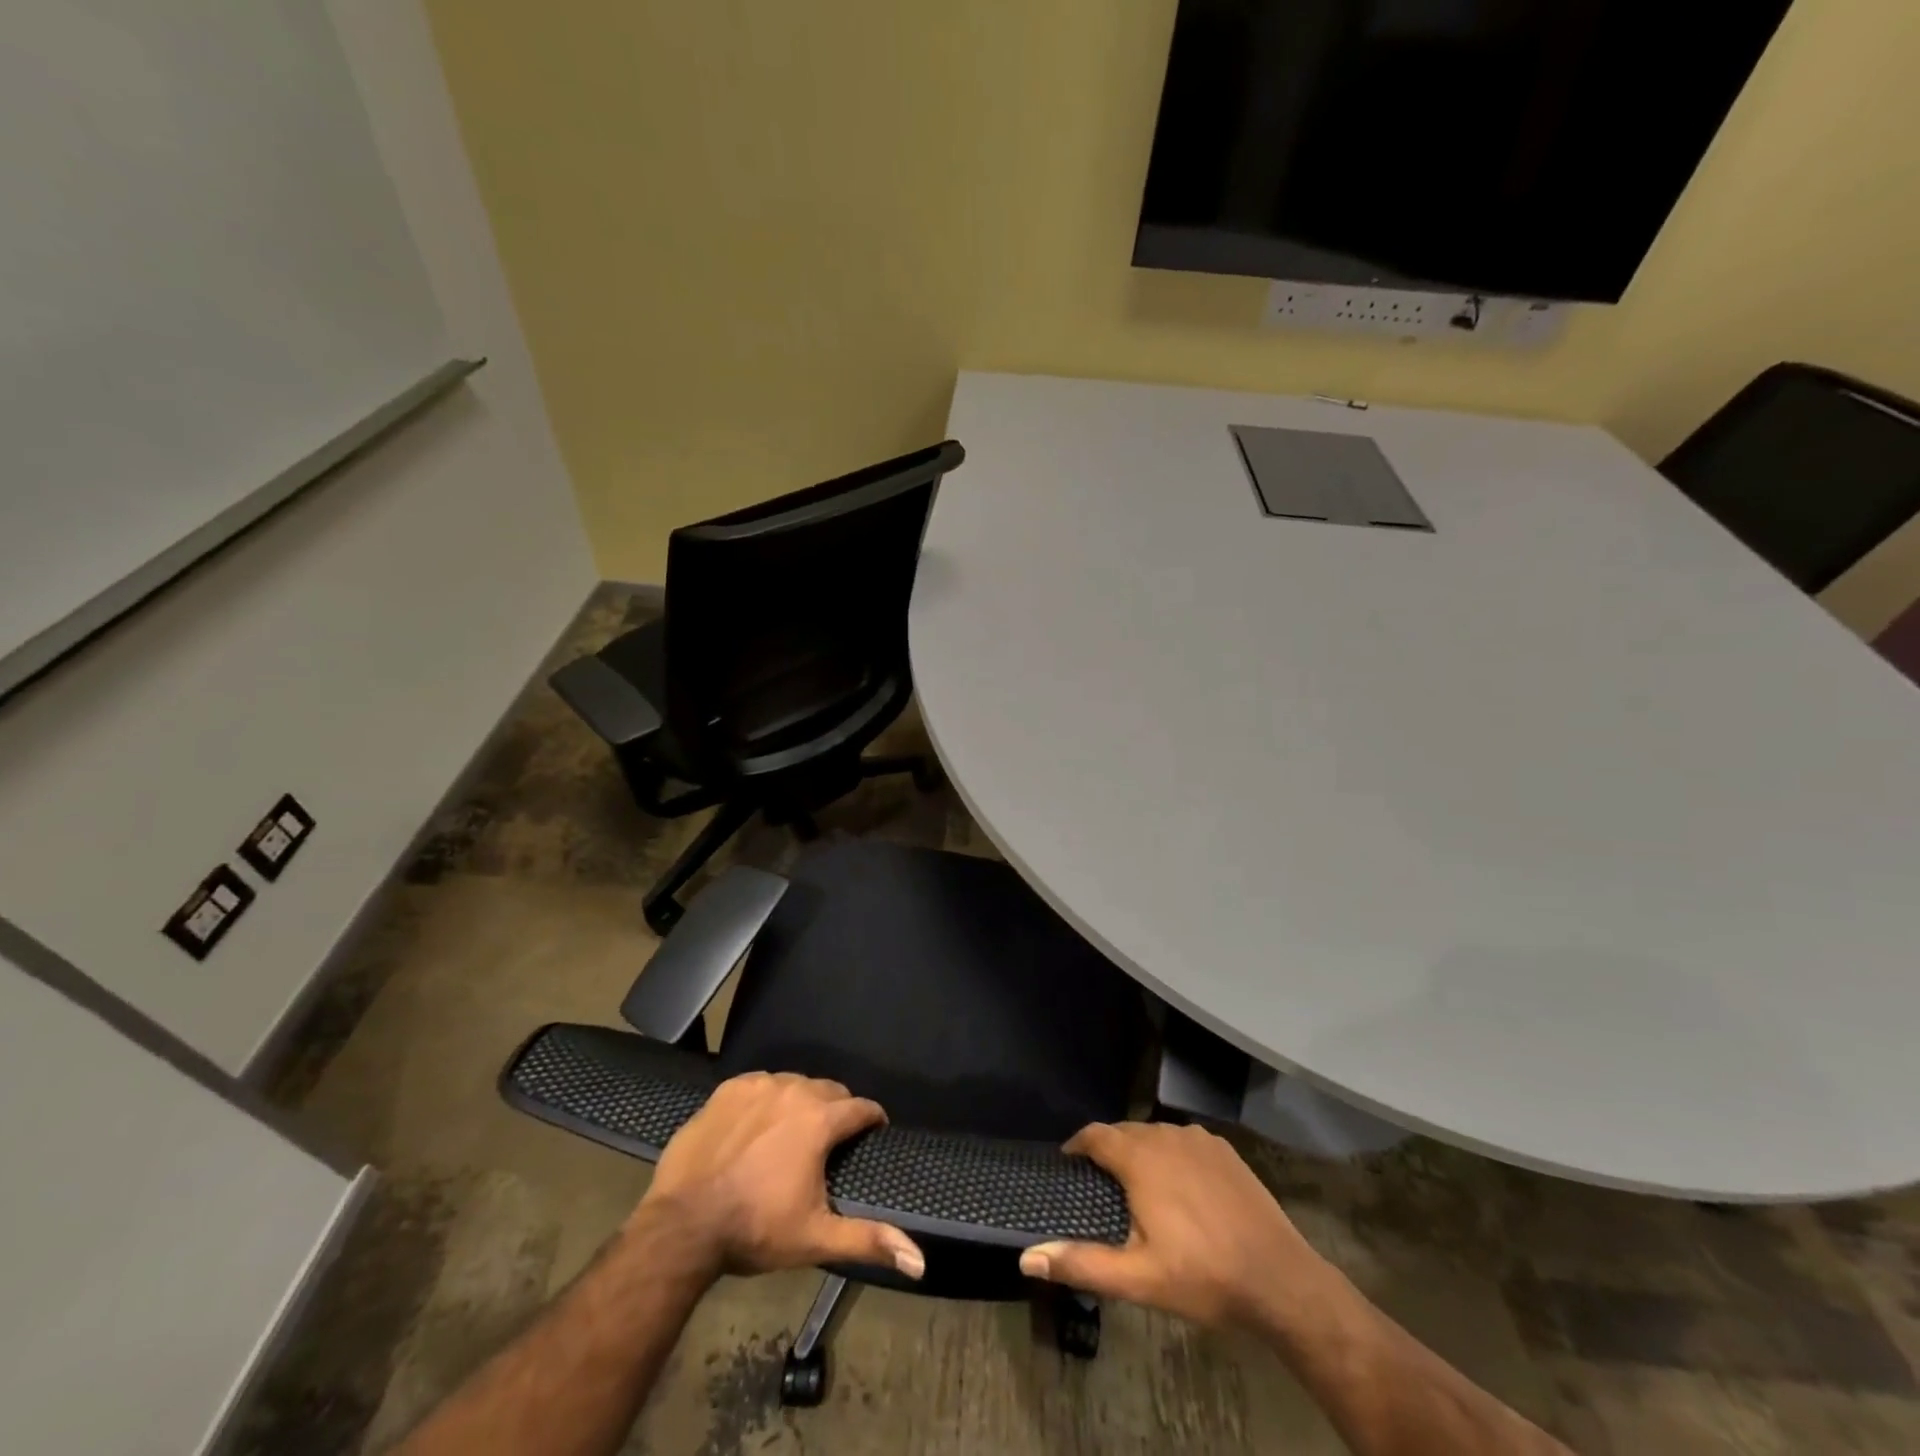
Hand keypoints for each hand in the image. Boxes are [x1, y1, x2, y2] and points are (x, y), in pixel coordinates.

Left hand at [634, 1071, 924, 1281]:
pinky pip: (760, 1085)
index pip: (861, 1107)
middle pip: (829, 1090)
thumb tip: (920, 1261)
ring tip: (794, 1132)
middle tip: (831, 1141)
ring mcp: (758, 1085)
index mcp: (820, 1120)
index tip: (875, 1133)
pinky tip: (758, 1126)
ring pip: (795, 1083)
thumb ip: (869, 1240)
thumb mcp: (815, 1238)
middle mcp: (794, 1090)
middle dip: (837, 1111)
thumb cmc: (755, 1229)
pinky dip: (767, 1100)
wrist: (682, 1225)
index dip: (872, 1120)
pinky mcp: (728, 1089)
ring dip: (801, 1103)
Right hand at [1019, 1121, 1324, 1329]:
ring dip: (1140, 1152)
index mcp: (1140, 1159)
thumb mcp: (1137, 1279)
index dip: (1077, 1146)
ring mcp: (1198, 1139)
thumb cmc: (1203, 1277)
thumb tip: (1027, 1257)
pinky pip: (1184, 1141)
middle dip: (1108, 1151)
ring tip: (1138, 1187)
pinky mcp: (1224, 1149)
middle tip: (1101, 1186)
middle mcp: (1165, 1135)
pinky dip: (1172, 1155)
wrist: (1280, 1280)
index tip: (1069, 1167)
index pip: (1095, 1134)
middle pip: (1124, 1132)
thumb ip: (1081, 1263)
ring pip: (1155, 1134)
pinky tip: (1180, 1188)